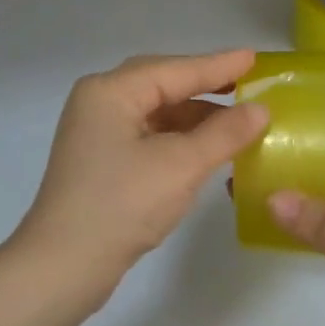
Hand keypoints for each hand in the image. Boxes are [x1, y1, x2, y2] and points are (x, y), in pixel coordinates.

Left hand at [16, 50, 268, 290]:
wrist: (63, 266)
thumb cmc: (122, 205)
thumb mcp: (181, 166)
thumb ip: (225, 133)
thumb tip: (261, 108)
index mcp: (110, 92)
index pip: (175, 70)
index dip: (219, 66)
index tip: (255, 59)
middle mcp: (99, 103)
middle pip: (162, 84)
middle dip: (205, 86)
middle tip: (246, 84)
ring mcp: (96, 133)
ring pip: (155, 112)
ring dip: (194, 116)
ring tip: (236, 121)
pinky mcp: (101, 161)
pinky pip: (148, 135)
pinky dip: (178, 138)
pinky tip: (205, 148)